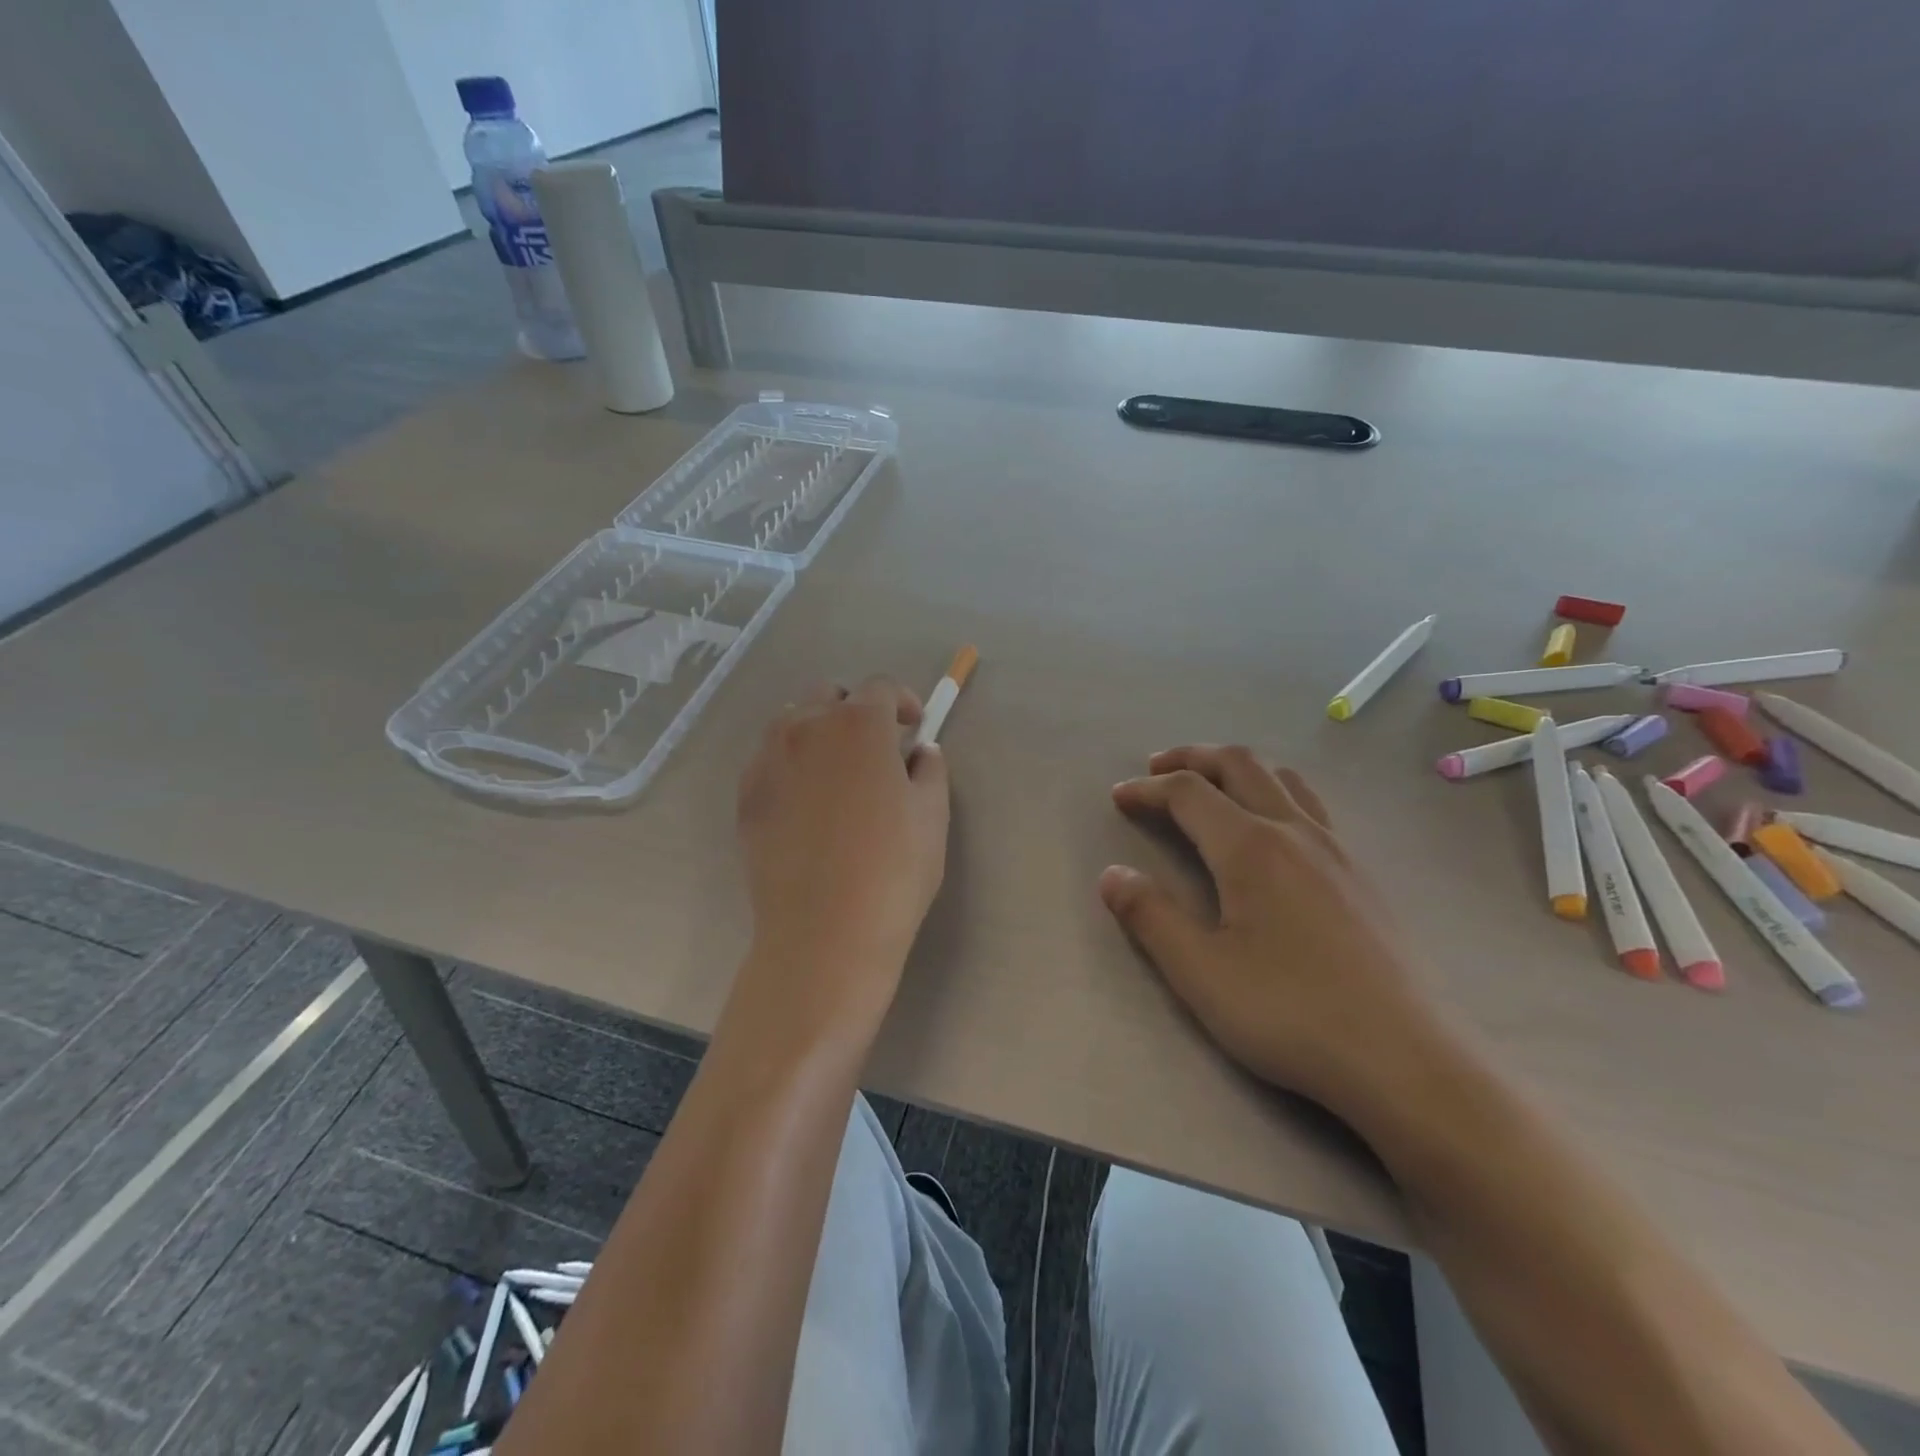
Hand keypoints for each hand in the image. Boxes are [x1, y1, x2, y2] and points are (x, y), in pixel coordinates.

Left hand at [733, 677, 949, 1047]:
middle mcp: (806, 727)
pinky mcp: (746, 796)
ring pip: (792, 722)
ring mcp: (768, 760)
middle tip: (876, 748)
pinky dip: (791, 764)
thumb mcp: (932, 815)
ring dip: (818, 731)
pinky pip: (769, 761)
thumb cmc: (893, 869)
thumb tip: (920, 752)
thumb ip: (930, 770)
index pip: (880, 687)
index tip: (913, 727)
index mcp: (858, 724)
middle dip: (855, 710)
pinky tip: (807, 803)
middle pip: (829, 695)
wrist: (825, 931)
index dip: (901, 702)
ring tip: (837, 771)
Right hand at [1100, 746, 1442, 1111]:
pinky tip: (1272, 831)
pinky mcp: (1362, 876)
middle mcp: (1295, 832)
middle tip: (1157, 768)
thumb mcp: (1200, 973)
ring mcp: (1337, 850)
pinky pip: (1312, 806)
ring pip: (1283, 779)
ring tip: (1212, 785)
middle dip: (1193, 757)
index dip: (1148, 788)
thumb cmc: (1291, 1013)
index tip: (1119, 797)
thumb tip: (1112, 874)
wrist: (1408, 1061)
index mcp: (1250, 848)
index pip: (1189, 792)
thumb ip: (1150, 917)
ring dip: (1238, 768)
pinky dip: (1275, 792)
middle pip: (1240, 764)